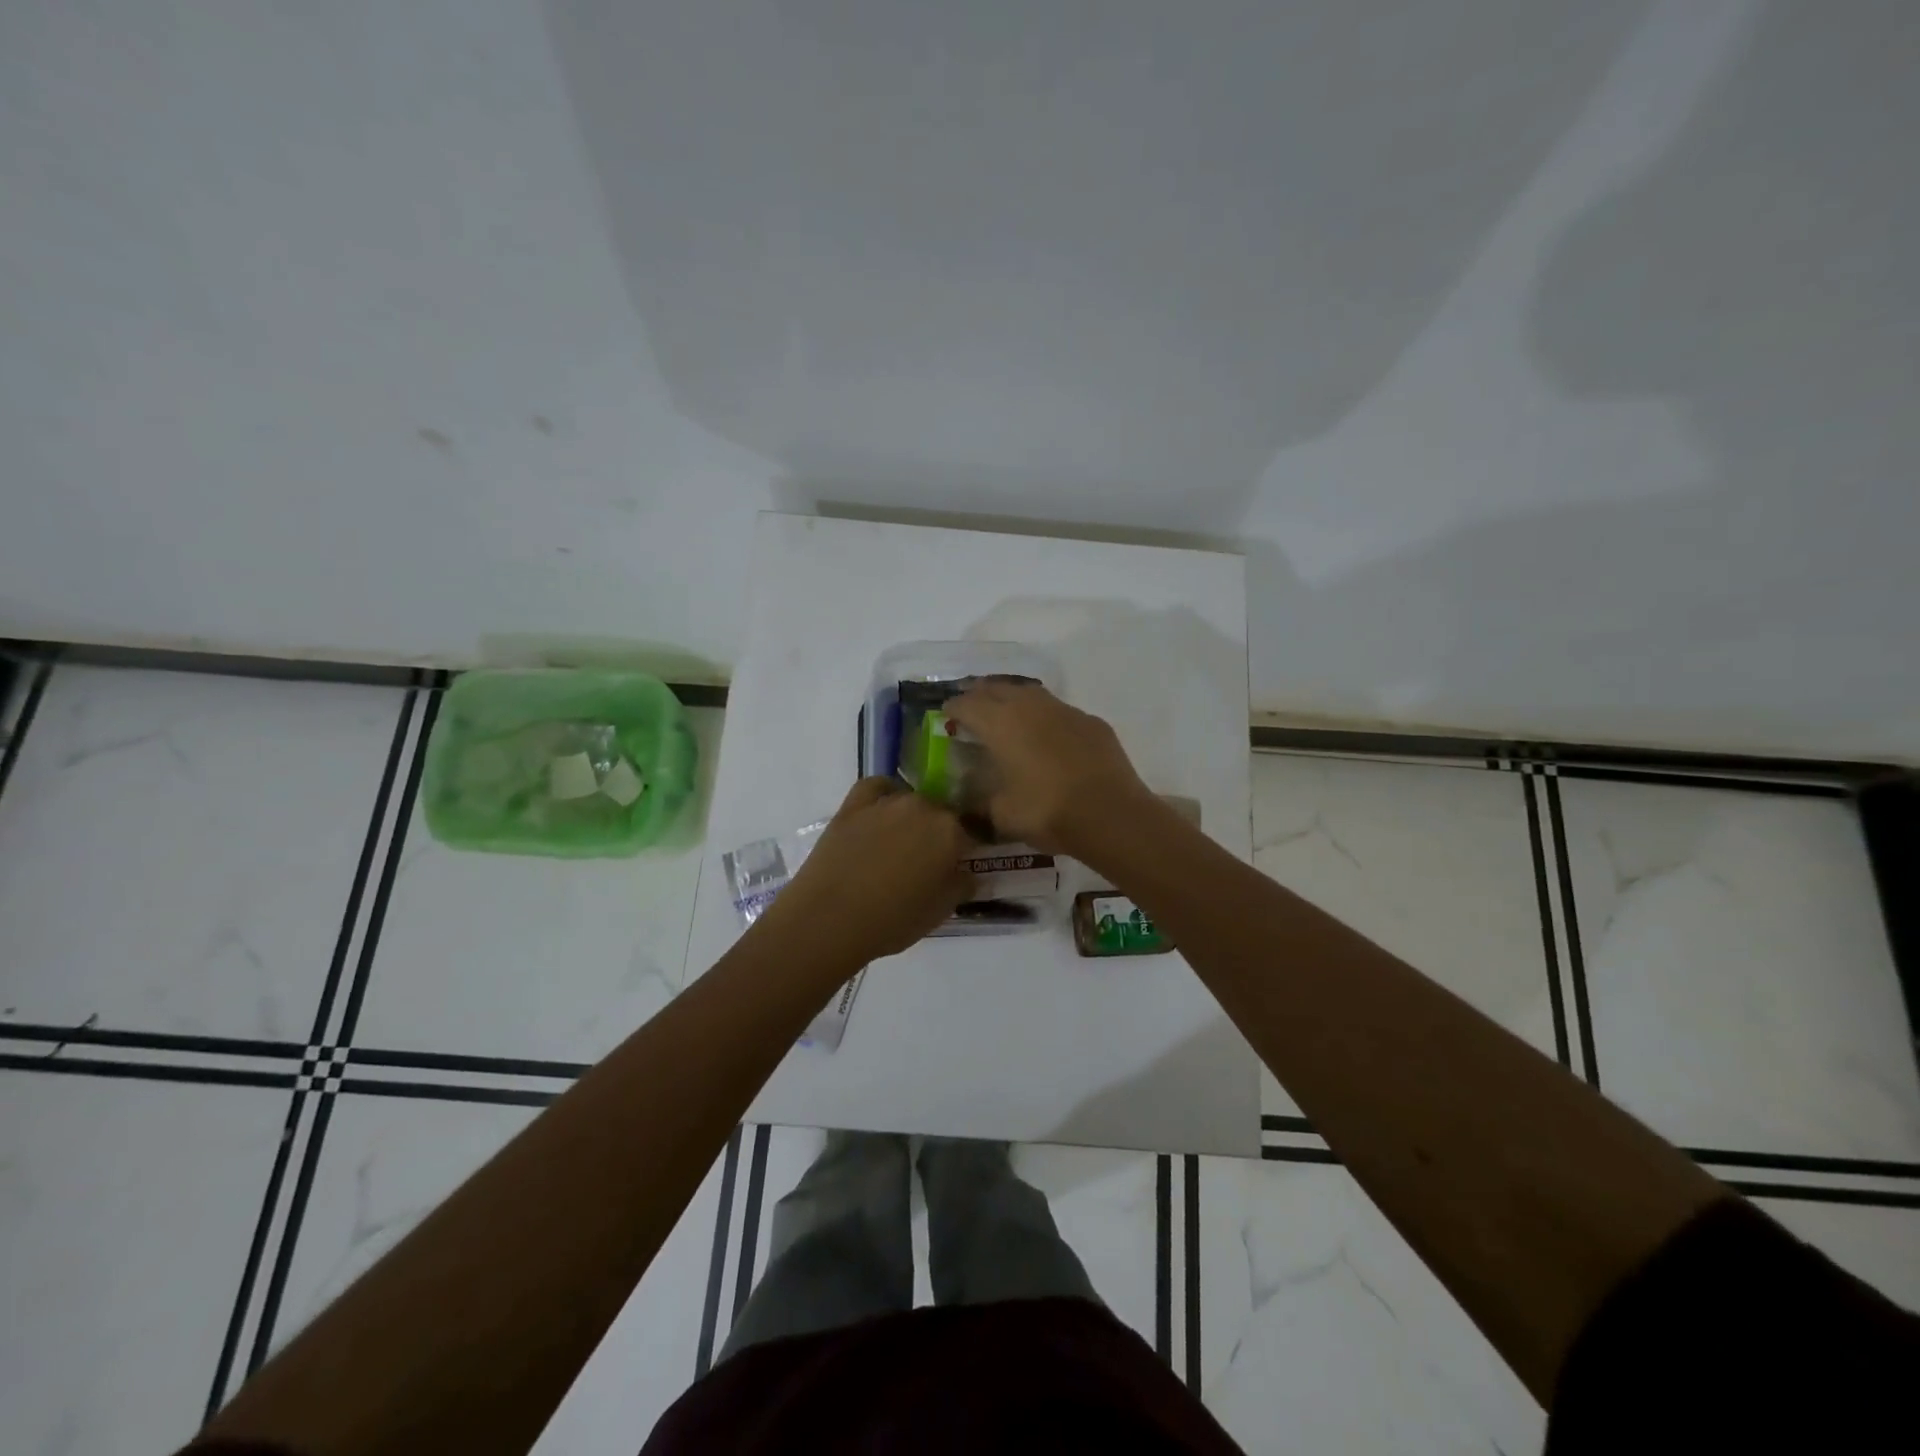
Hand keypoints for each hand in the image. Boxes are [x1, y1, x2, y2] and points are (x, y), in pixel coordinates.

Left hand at [758, 778, 976, 965]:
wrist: (829, 918)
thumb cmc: (892, 921)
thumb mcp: (941, 911)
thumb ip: (962, 884)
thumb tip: (967, 871)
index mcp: (951, 831)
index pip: (972, 833)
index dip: (967, 850)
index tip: (961, 866)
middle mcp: (923, 806)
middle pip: (941, 813)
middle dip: (940, 833)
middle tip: (928, 861)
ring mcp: (886, 801)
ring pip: (911, 800)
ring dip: (913, 817)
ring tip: (899, 844)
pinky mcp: (853, 803)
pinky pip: (877, 788)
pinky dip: (884, 795)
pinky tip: (880, 813)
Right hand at [942, 682, 1152, 854]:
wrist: (1110, 813)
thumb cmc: (1047, 811)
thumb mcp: (1001, 814)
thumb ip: (982, 801)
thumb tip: (973, 799)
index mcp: (1000, 723)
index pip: (967, 704)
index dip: (952, 708)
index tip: (945, 714)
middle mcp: (1030, 707)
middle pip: (997, 688)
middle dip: (979, 694)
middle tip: (971, 706)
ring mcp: (1064, 710)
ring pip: (1030, 693)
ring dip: (1013, 699)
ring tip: (1006, 713)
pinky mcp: (1091, 722)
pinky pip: (1059, 711)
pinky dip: (1045, 718)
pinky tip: (1047, 734)